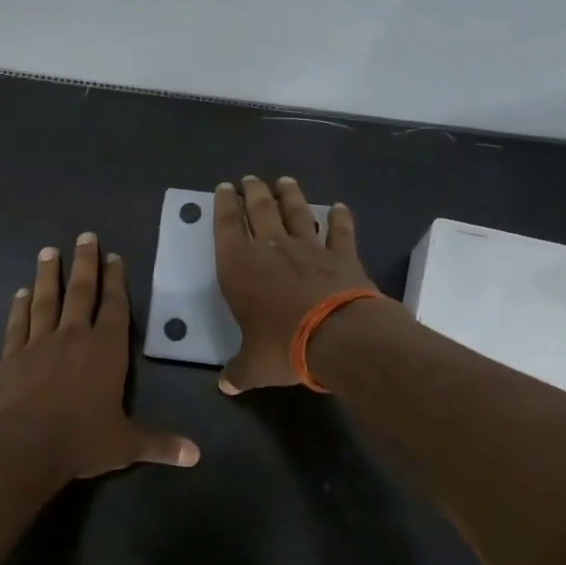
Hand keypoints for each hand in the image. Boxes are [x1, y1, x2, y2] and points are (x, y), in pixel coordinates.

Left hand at [0, 233, 200, 483]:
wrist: (24, 446)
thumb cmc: (81, 440)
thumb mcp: (126, 444)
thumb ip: (160, 444)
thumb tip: (196, 455)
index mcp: (106, 350)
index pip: (114, 307)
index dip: (116, 281)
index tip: (114, 256)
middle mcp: (74, 337)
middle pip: (81, 292)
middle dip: (85, 264)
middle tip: (85, 236)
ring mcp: (39, 343)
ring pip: (46, 301)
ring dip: (49, 275)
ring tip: (49, 251)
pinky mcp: (12, 356)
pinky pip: (18, 324)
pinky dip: (19, 307)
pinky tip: (21, 293)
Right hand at [213, 176, 379, 393]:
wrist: (338, 336)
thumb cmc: (283, 346)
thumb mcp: (254, 366)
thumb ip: (238, 371)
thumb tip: (226, 385)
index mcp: (239, 267)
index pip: (227, 227)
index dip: (223, 206)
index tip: (223, 189)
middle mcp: (272, 249)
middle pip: (260, 209)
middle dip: (252, 192)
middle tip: (249, 179)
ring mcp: (309, 248)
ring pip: (297, 212)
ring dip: (290, 195)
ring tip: (284, 181)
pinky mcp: (342, 255)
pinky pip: (340, 231)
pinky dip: (340, 218)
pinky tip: (339, 207)